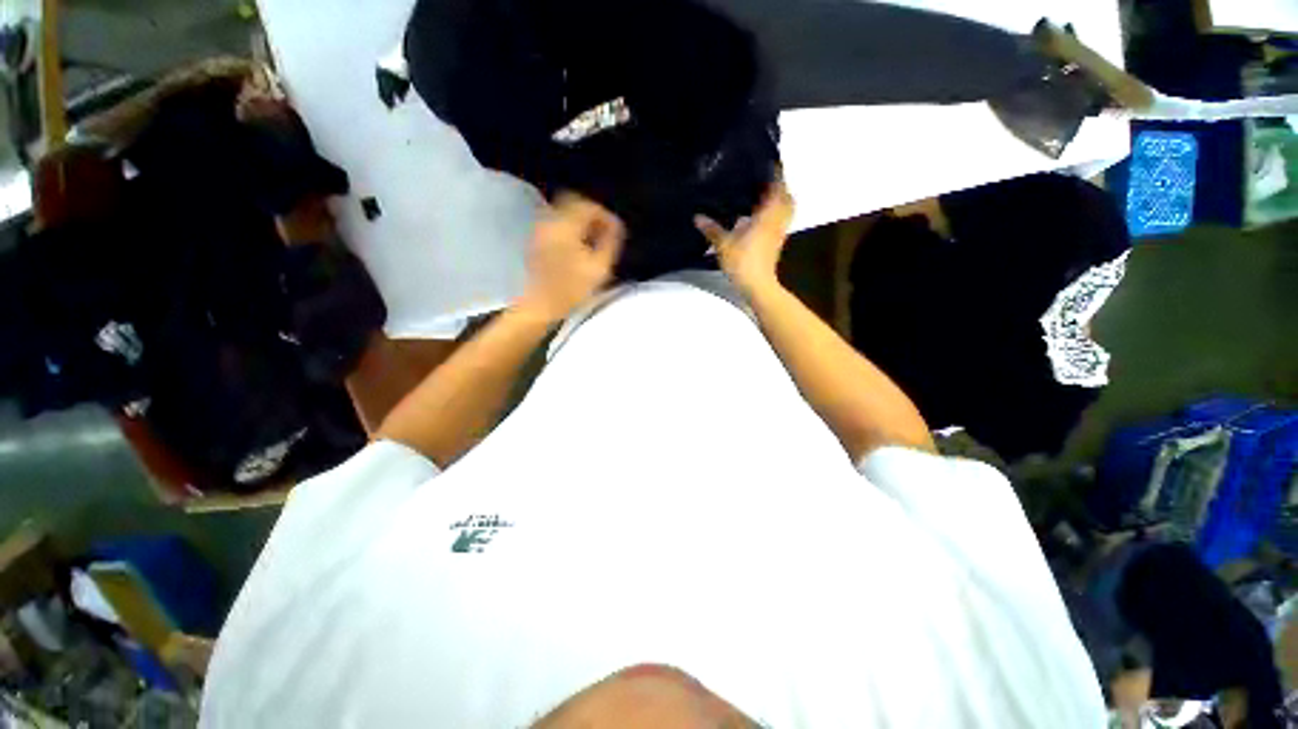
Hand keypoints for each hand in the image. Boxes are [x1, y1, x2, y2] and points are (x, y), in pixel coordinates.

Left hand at [519, 194, 623, 320]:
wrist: (541, 305)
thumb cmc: (572, 289)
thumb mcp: (599, 267)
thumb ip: (610, 242)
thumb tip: (616, 227)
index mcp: (566, 225)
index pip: (589, 206)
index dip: (606, 215)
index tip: (616, 230)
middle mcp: (550, 220)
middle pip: (573, 203)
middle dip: (592, 214)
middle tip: (605, 231)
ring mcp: (540, 230)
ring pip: (563, 213)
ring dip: (580, 221)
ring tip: (593, 240)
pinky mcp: (536, 241)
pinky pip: (556, 224)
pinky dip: (569, 229)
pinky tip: (577, 246)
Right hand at [695, 180, 793, 296]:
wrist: (757, 285)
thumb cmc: (743, 261)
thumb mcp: (723, 244)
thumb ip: (712, 229)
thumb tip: (697, 217)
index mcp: (767, 215)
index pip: (776, 188)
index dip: (775, 175)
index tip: (770, 163)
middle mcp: (777, 221)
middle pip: (787, 199)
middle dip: (781, 188)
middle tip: (768, 181)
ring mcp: (779, 233)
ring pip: (785, 211)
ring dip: (780, 202)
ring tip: (765, 197)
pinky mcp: (776, 244)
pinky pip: (780, 222)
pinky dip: (775, 215)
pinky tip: (761, 218)